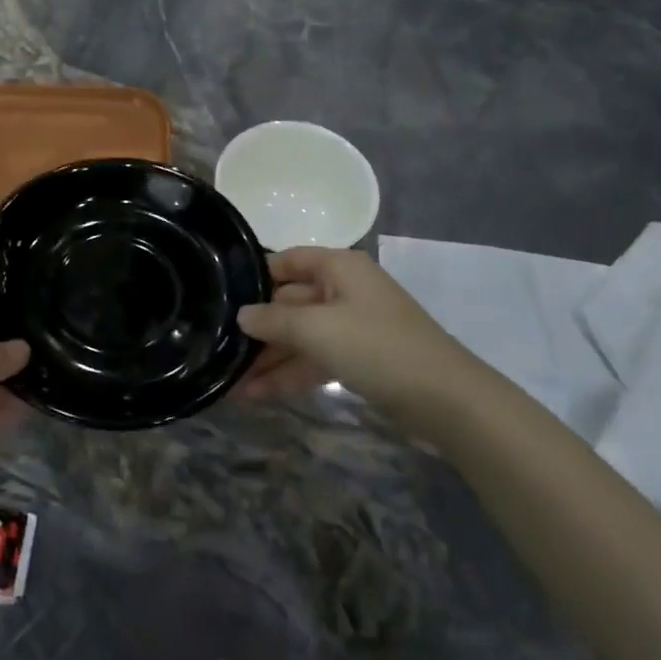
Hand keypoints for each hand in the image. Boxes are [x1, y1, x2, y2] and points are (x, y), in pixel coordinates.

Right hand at [237, 248, 478, 415]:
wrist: (444, 398)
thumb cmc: (376, 346)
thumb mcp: (316, 329)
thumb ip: (273, 320)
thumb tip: (242, 315)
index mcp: (338, 268)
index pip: (286, 261)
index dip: (253, 277)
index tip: (219, 297)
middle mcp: (343, 290)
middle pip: (288, 303)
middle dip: (255, 330)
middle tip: (216, 348)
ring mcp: (350, 326)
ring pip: (298, 337)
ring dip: (266, 359)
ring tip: (228, 383)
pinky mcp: (356, 358)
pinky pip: (312, 359)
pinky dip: (287, 374)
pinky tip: (255, 394)